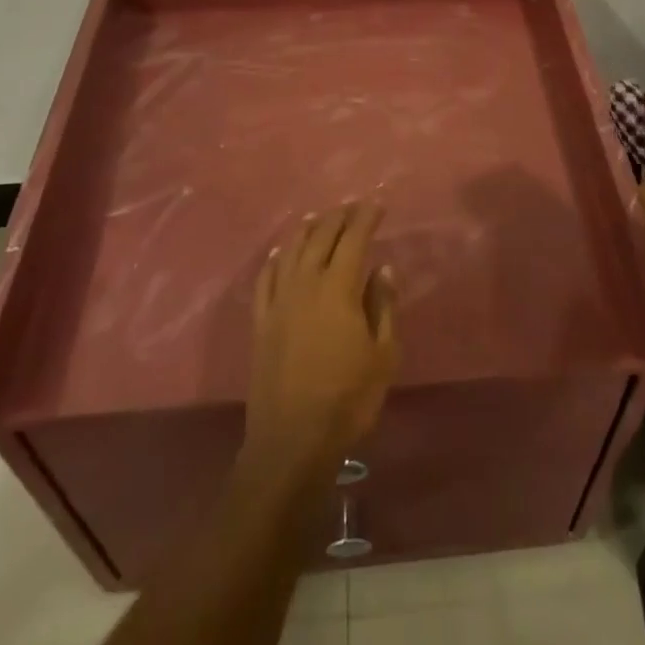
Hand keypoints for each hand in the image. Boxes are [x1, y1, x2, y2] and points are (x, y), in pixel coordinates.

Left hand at [243, 204, 398, 483]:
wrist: (292, 441)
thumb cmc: (348, 399)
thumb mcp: (382, 355)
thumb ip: (383, 306)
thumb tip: (383, 268)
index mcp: (337, 289)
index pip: (353, 240)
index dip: (365, 218)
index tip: (376, 203)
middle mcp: (305, 284)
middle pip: (320, 238)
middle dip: (337, 217)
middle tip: (352, 205)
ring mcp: (278, 302)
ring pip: (290, 251)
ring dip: (306, 230)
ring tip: (318, 217)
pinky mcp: (260, 322)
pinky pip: (265, 279)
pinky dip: (274, 259)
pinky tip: (280, 252)